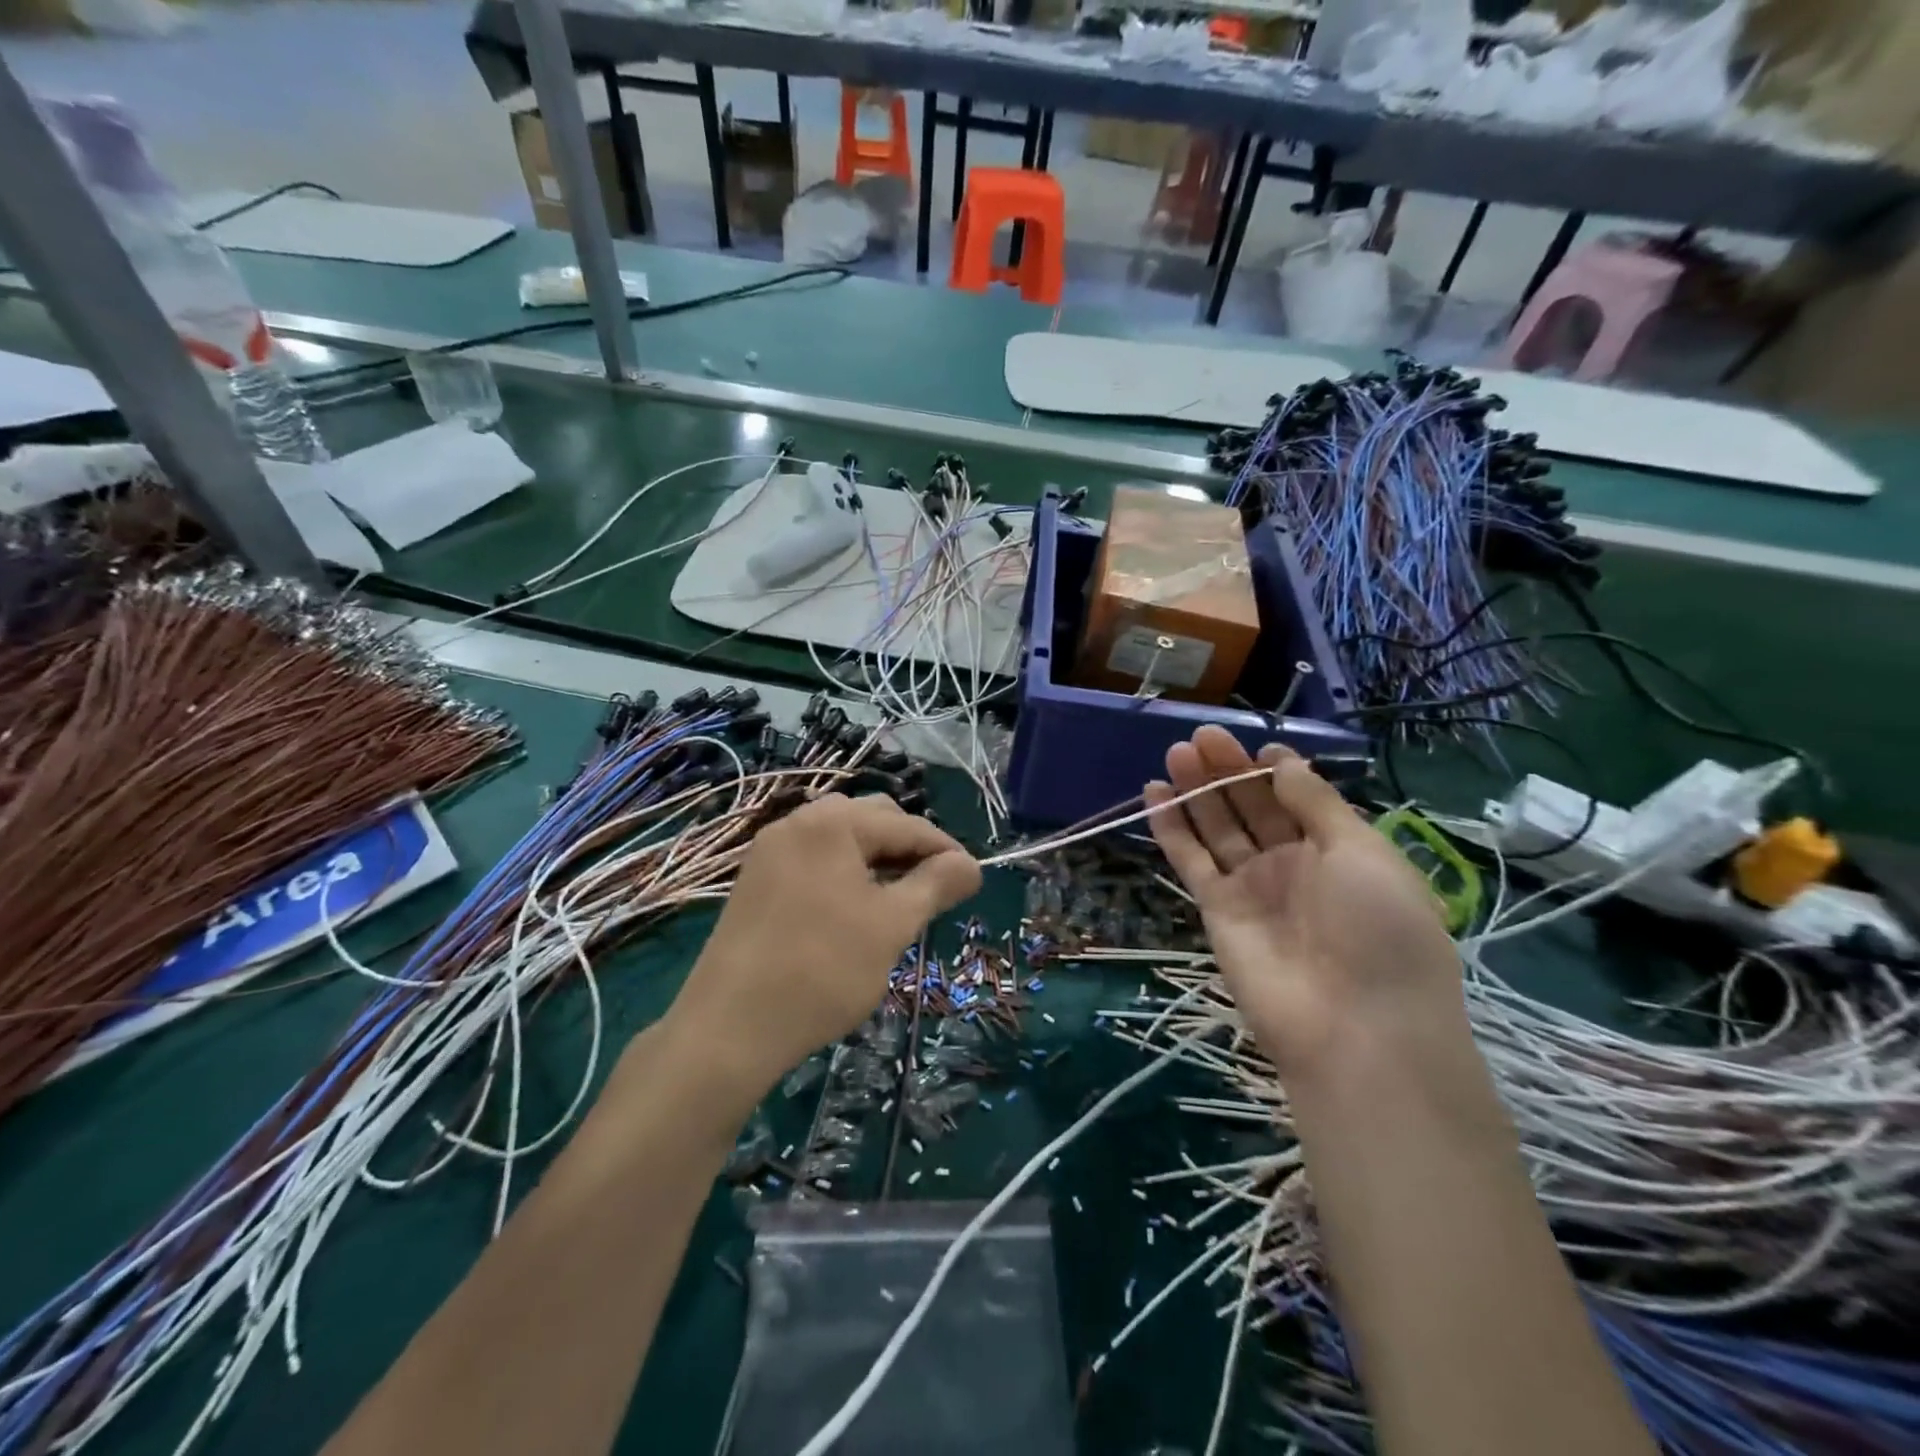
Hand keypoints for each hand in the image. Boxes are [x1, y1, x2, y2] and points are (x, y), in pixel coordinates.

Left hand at [671, 794, 980, 1093]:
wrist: (730, 1027)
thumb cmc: (823, 969)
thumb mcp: (892, 925)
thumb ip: (936, 885)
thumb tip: (971, 865)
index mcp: (833, 822)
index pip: (907, 825)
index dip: (946, 851)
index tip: (973, 881)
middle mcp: (799, 821)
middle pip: (872, 820)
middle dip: (908, 849)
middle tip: (933, 892)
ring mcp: (771, 849)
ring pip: (842, 840)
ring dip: (877, 860)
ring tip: (897, 901)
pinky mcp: (756, 878)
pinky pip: (815, 859)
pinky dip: (844, 872)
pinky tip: (855, 909)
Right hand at [1145, 726, 1464, 1082]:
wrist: (1355, 1027)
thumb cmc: (1379, 930)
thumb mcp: (1363, 853)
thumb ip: (1316, 804)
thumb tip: (1283, 764)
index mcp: (1338, 850)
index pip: (1297, 798)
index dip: (1274, 770)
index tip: (1254, 746)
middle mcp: (1292, 864)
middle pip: (1252, 807)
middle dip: (1228, 771)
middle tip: (1200, 736)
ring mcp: (1252, 887)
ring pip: (1217, 828)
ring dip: (1197, 790)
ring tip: (1175, 752)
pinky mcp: (1216, 909)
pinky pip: (1191, 860)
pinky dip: (1171, 829)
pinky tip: (1155, 794)